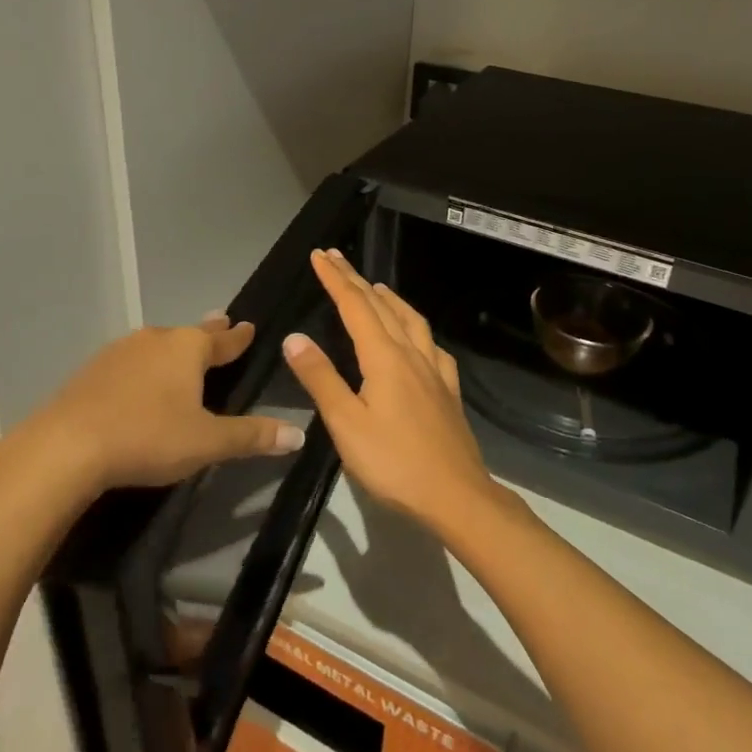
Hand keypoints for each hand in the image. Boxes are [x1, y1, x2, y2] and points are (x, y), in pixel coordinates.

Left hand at [28, 315, 305, 494]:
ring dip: (173, 348)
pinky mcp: (92, 371)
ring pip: (157, 344)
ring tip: (181, 350)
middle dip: (208, 332)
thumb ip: (252, 436)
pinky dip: (144, 366)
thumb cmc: (148, 437)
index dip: (239, 338)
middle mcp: (155, 340)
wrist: (67, 446)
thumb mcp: (208, 442)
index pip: (223, 341)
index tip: (249, 326)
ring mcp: (119, 352)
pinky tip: (138, 380)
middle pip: (189, 334)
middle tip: (221, 322)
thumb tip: (299, 433)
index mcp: (187, 349)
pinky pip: (130, 361)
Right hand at [281, 249, 493, 528]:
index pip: (355, 306)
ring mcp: (435, 371)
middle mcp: (412, 354)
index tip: (319, 255)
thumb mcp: (346, 423)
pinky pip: (431, 345)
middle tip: (336, 258)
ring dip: (390, 298)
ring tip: (376, 286)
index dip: (335, 279)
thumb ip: (320, 378)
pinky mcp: (448, 390)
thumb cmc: (394, 463)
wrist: (456, 496)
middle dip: (356, 279)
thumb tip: (294, 337)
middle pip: (382, 306)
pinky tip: (418, 338)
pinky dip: (417, 328)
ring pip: (411, 320)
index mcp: (384, 357)